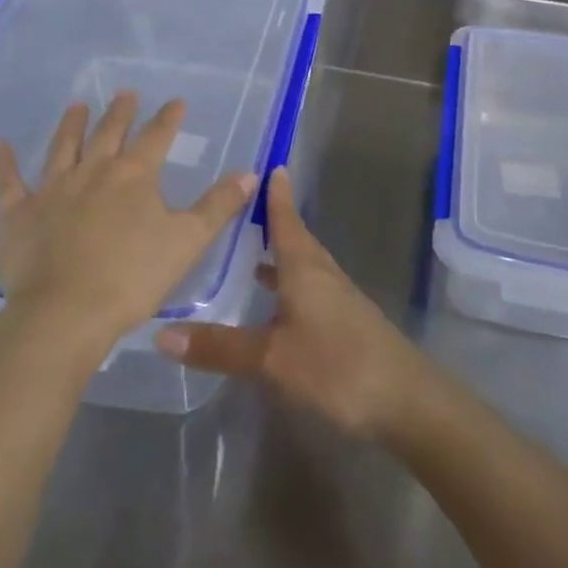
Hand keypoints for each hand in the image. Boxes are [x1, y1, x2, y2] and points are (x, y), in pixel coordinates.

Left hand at [0, 92, 257, 355]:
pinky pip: (8, 182)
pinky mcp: (18, 214)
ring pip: (63, 147)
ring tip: (77, 105)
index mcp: (134, 177)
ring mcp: (52, 190)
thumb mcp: (188, 241)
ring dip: (71, 125)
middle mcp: (93, 172)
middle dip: (120, 113)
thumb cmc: (133, 278)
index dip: (168, 118)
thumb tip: (250, 172)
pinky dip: (3, 163)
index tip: (176, 101)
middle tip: (125, 93)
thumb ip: (218, 205)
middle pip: (109, 134)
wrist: (65, 313)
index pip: (156, 137)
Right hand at [156, 168, 428, 438]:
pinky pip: (311, 289)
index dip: (277, 196)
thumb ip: (220, 346)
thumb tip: (161, 333)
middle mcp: (323, 275)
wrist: (406, 401)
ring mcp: (339, 300)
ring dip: (281, 255)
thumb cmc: (338, 366)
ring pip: (305, 266)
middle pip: (297, 240)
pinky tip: (278, 304)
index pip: (286, 221)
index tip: (270, 167)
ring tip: (251, 255)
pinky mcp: (347, 323)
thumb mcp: (272, 359)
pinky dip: (290, 285)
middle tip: (244, 208)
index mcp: (305, 269)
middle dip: (274, 222)